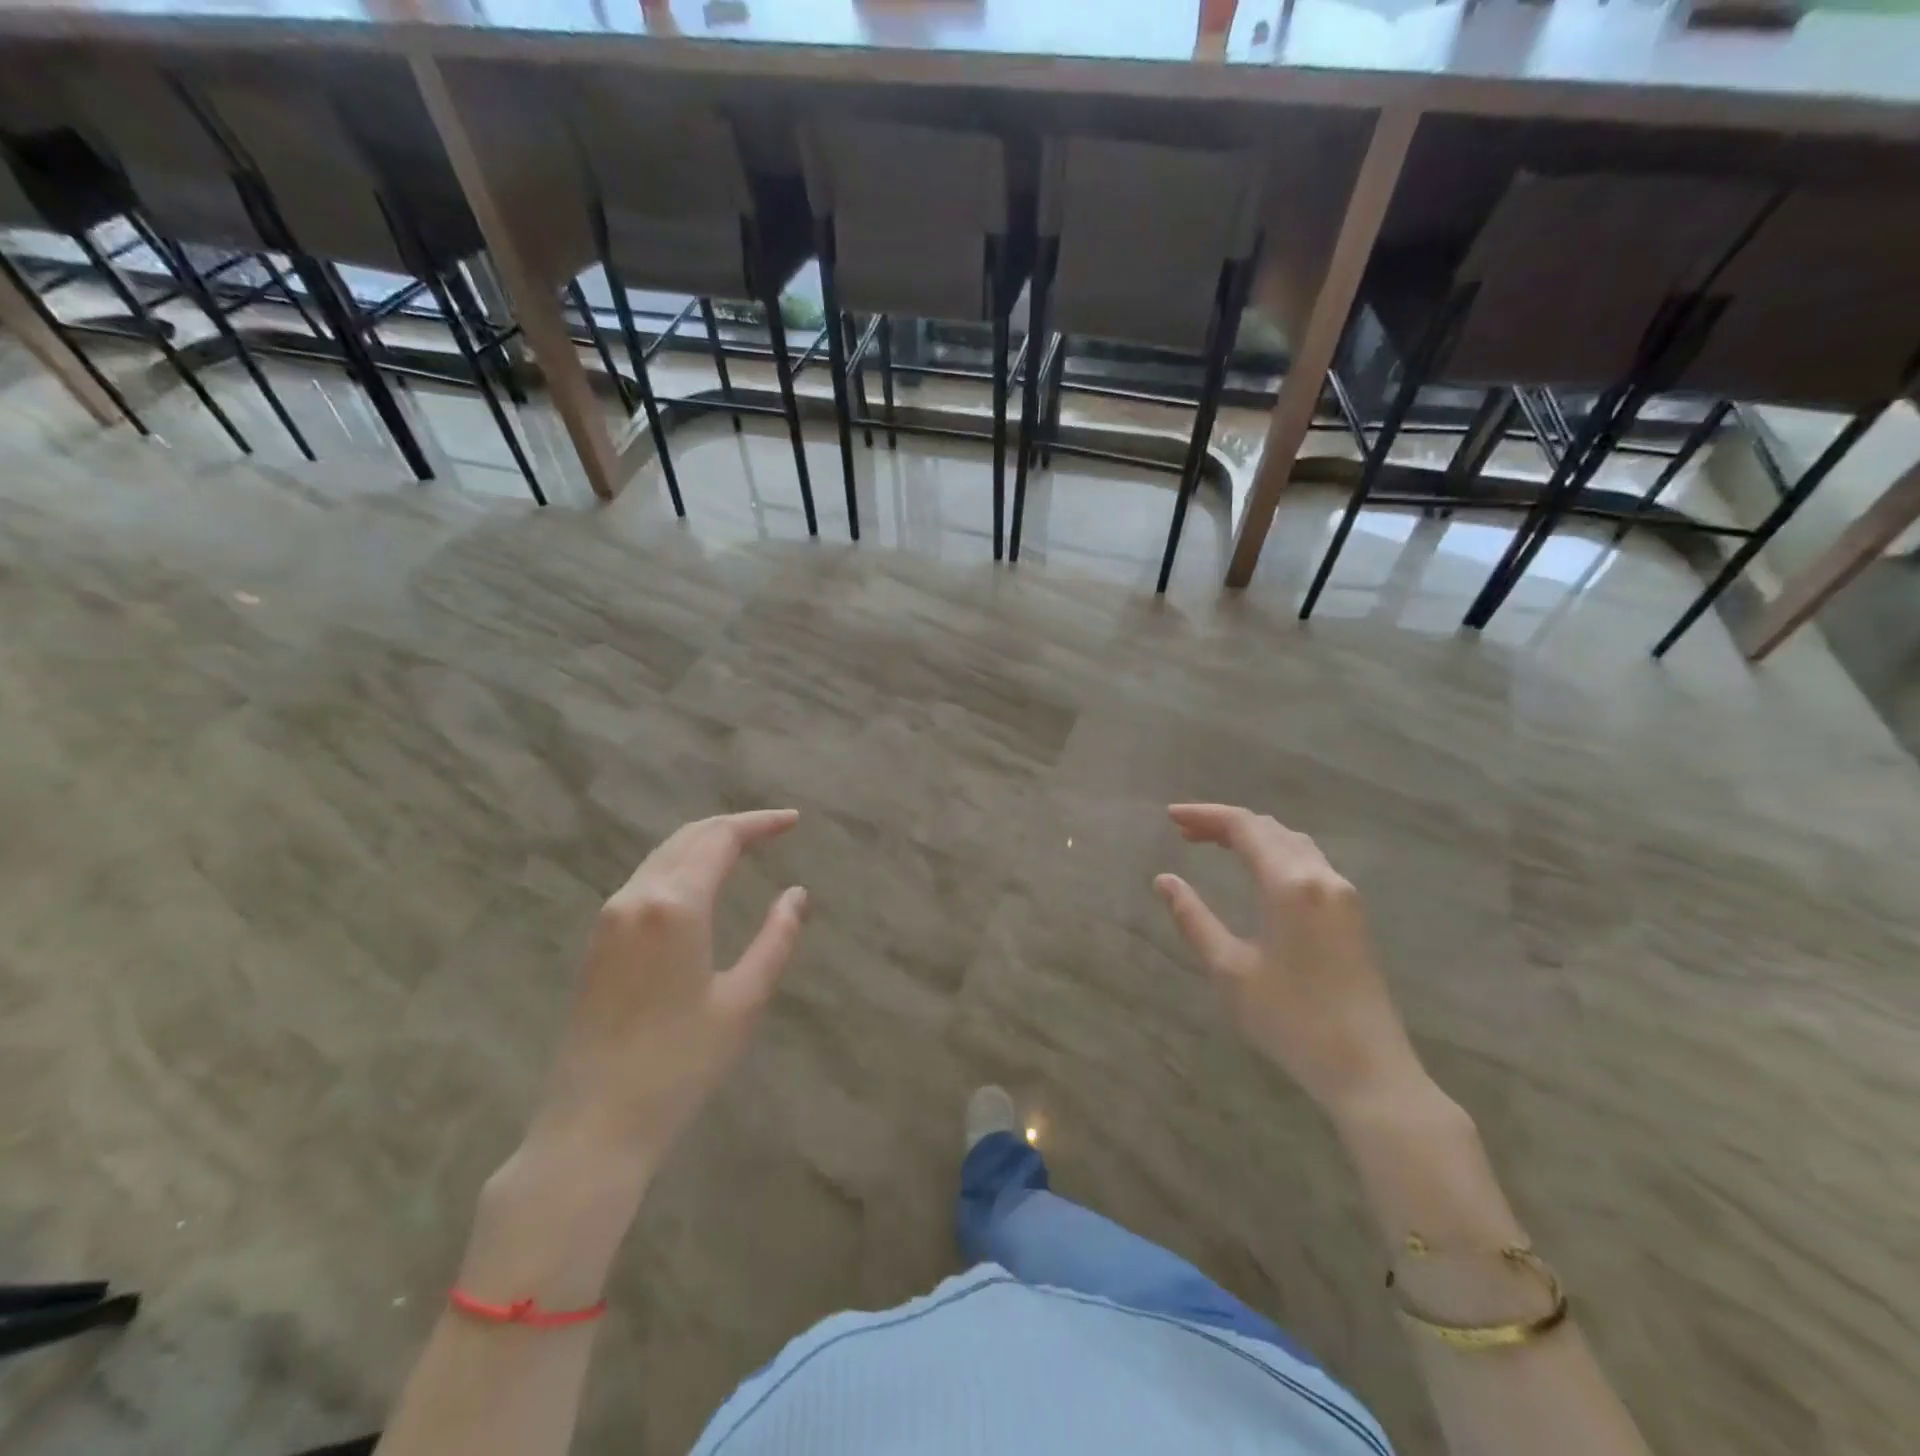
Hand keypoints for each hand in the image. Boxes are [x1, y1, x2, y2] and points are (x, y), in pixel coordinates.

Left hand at [526, 809, 808, 1167]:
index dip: (759, 823)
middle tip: (774, 829)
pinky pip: (645, 879)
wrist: (594, 1124)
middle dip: (733, 826)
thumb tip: (797, 894)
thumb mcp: (744, 1001)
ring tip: (744, 848)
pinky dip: (681, 865)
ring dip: (704, 842)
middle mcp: (636, 897)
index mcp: (675, 906)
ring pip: (663, 855)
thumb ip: (776, 939)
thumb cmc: (680, 1064)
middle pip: (688, 837)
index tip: (793, 821)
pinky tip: (700, 883)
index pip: (720, 839)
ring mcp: (609, 918)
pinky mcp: (597, 941)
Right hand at [1154, 803, 1427, 1115]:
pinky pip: (1309, 862)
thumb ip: (1194, 919)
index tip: (1170, 816)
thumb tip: (1164, 880)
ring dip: (1253, 836)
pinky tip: (1258, 872)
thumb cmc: (1291, 1020)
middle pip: (1270, 828)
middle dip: (1225, 823)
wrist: (1368, 1069)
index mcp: (1290, 885)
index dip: (1205, 815)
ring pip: (1293, 843)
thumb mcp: (1230, 970)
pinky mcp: (1352, 915)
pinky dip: (1275, 853)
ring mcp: (1343, 895)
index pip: (1244, 827)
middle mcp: (1322, 877)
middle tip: (1184, 832)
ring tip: (1215, 845)